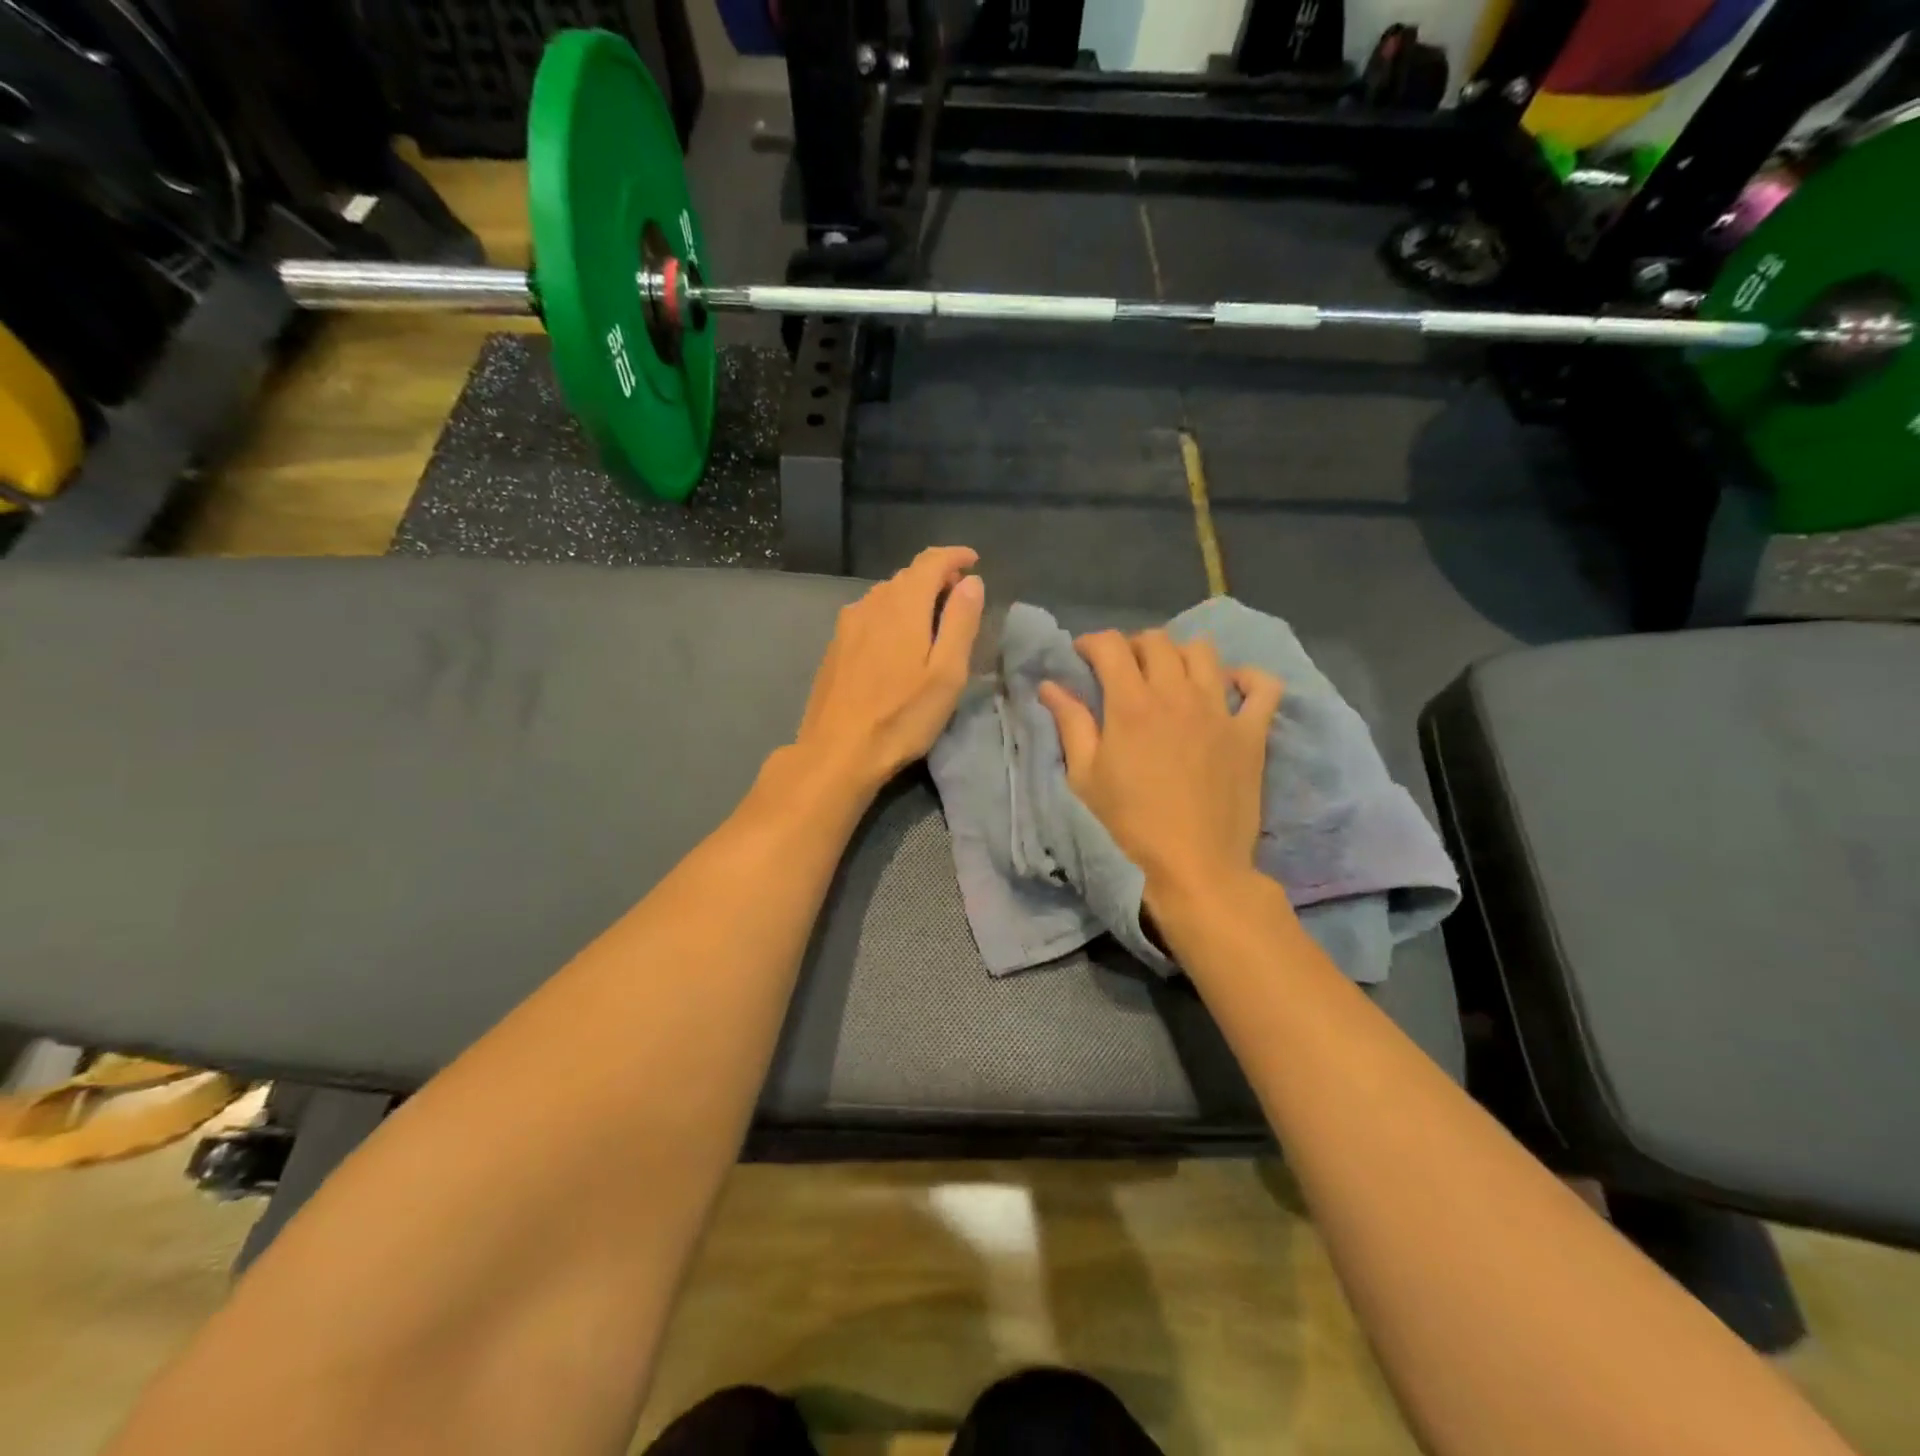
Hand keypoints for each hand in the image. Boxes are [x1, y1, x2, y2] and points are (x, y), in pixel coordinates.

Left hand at [793, 546, 984, 793]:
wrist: (836, 752)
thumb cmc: (901, 716)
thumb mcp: (947, 673)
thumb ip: (960, 621)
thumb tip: (972, 582)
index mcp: (902, 605)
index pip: (930, 561)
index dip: (955, 556)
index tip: (974, 561)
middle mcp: (870, 604)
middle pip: (907, 576)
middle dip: (936, 579)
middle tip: (960, 600)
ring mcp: (847, 625)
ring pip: (886, 596)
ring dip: (913, 599)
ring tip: (932, 624)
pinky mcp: (834, 647)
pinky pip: (870, 616)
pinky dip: (891, 616)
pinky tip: (898, 645)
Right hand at [1039, 631, 1282, 910]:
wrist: (1194, 866)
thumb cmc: (1129, 825)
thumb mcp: (1085, 777)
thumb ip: (1070, 724)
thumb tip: (1050, 685)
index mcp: (1131, 704)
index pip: (1110, 646)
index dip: (1091, 642)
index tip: (1082, 656)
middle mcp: (1177, 694)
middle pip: (1157, 641)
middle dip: (1133, 646)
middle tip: (1123, 671)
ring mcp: (1220, 710)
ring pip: (1204, 652)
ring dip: (1180, 655)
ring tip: (1170, 678)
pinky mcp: (1251, 732)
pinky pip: (1263, 686)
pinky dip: (1247, 678)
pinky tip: (1230, 687)